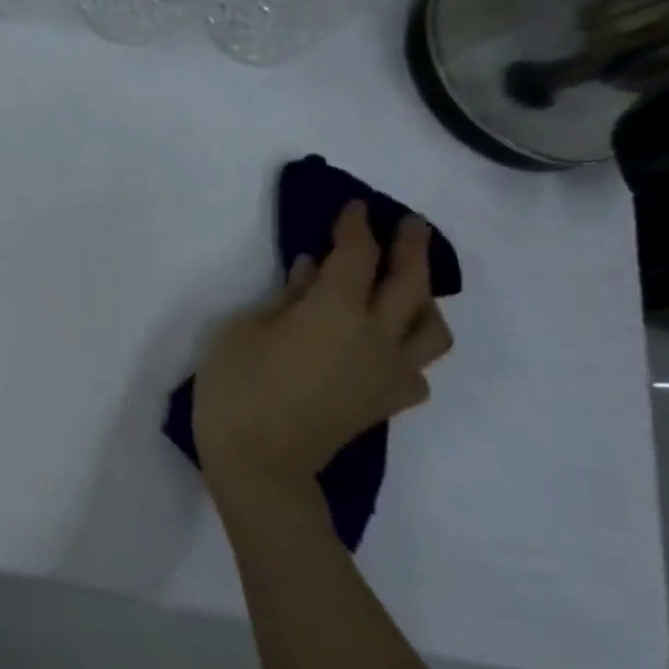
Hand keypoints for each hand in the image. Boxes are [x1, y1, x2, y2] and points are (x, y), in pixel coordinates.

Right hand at [193, 201, 452, 495]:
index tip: (353, 207)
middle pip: (409, 281)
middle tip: (407, 224)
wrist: (260, 461)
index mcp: (336, 311)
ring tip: (407, 287)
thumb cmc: (237, 388)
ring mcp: (391, 370)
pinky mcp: (388, 400)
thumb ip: (284, 299)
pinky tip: (387, 347)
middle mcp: (378, 334)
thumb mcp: (242, 332)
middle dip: (409, 245)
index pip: (356, 256)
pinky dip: (408, 347)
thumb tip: (313, 274)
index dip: (355, 227)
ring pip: (431, 325)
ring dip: (425, 297)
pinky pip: (416, 365)